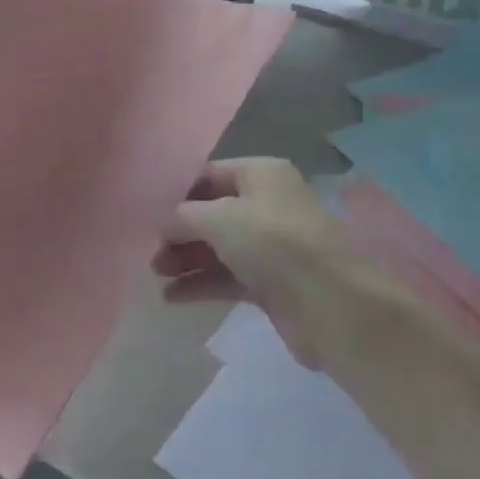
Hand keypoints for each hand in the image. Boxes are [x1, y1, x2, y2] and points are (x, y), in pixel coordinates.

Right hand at [153, 157, 373, 368]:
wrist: (330, 304)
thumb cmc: (272, 243)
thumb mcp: (220, 219)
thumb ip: (184, 216)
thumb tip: (165, 223)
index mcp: (262, 174)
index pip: (211, 174)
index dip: (180, 192)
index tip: (149, 212)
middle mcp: (268, 204)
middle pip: (214, 212)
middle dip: (181, 230)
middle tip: (152, 252)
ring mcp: (271, 245)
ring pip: (220, 246)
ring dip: (187, 258)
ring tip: (156, 274)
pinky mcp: (271, 282)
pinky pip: (228, 276)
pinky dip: (202, 283)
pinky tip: (172, 297)